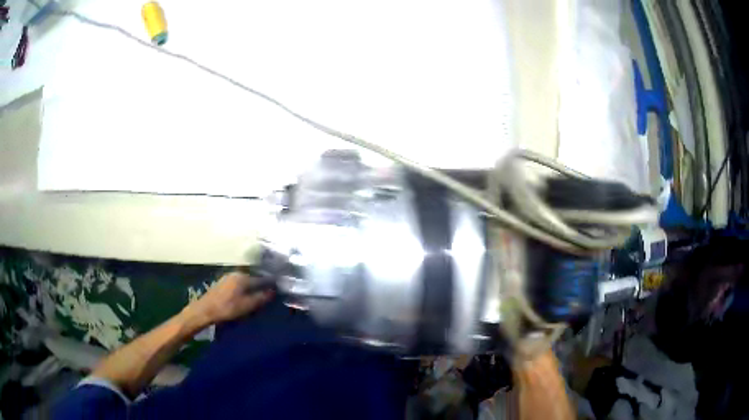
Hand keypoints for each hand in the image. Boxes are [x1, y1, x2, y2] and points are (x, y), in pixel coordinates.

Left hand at [181, 272, 273, 330]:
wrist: (205, 310)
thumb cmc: (227, 308)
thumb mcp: (247, 306)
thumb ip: (261, 298)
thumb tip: (274, 291)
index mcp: (243, 277)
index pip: (262, 278)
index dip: (271, 284)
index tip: (279, 288)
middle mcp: (237, 273)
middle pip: (254, 277)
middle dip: (262, 284)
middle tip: (271, 293)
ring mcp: (229, 277)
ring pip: (246, 280)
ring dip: (253, 286)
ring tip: (260, 295)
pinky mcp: (223, 282)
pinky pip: (239, 283)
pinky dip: (246, 288)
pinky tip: (246, 295)